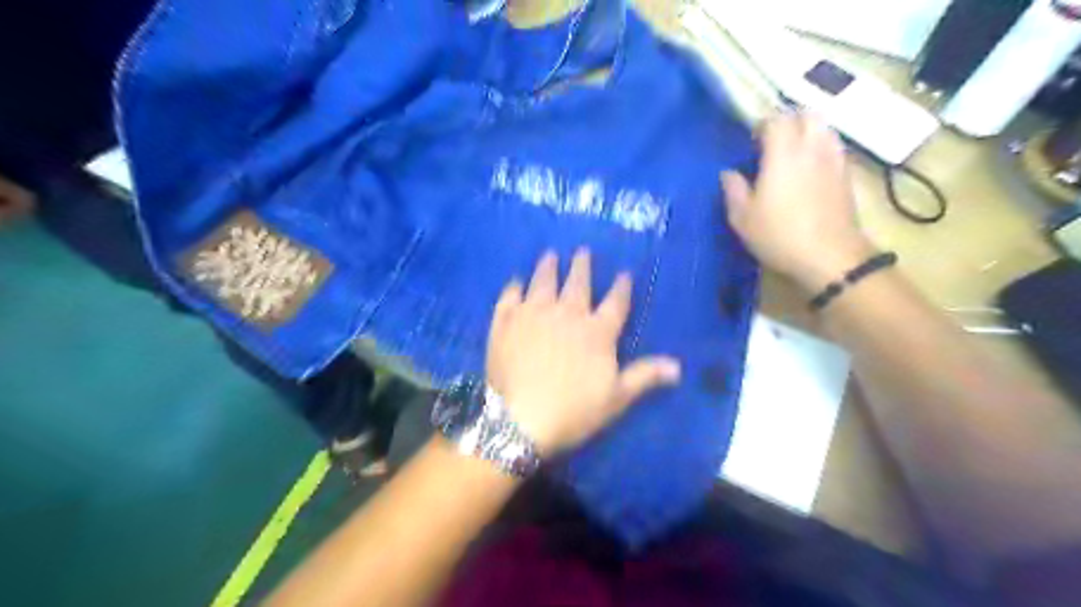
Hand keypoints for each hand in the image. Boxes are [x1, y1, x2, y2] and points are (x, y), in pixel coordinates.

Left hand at [486, 250, 677, 454]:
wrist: (520, 418)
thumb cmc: (574, 410)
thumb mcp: (617, 398)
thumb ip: (645, 376)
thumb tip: (678, 366)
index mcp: (596, 332)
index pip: (615, 302)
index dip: (621, 287)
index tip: (624, 273)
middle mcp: (566, 314)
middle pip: (577, 284)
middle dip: (582, 266)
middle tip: (582, 251)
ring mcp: (532, 314)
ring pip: (542, 283)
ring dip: (548, 268)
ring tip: (550, 255)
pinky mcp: (505, 322)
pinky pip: (509, 298)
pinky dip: (513, 288)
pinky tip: (515, 282)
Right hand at [716, 114, 875, 293]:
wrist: (829, 256)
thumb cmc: (779, 235)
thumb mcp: (742, 218)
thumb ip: (733, 190)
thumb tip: (728, 173)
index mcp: (783, 153)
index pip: (776, 119)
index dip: (762, 124)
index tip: (751, 141)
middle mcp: (812, 148)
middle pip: (806, 115)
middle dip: (789, 120)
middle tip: (773, 141)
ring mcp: (833, 160)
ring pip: (824, 128)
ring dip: (808, 131)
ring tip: (792, 152)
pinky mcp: (846, 175)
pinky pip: (834, 147)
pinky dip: (821, 148)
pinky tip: (810, 169)